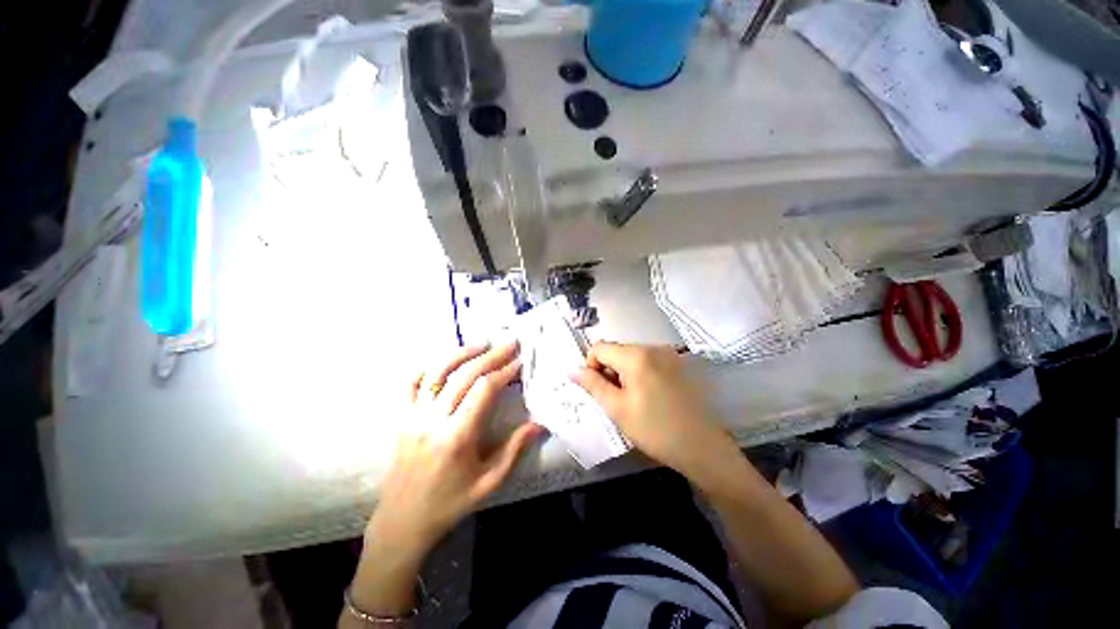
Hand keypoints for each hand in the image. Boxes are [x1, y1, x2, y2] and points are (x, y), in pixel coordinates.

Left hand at [366, 342, 541, 556]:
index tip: (519, 362)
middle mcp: (433, 420)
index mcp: (457, 437)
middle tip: (509, 344)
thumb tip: (539, 424)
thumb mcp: (489, 482)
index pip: (484, 390)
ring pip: (437, 372)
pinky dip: (427, 367)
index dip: (504, 372)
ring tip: (481, 343)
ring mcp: (413, 416)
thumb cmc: (450, 503)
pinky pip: (409, 384)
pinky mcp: (400, 418)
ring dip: (461, 353)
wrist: (403, 521)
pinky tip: (444, 361)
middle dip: (490, 356)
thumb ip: (514, 450)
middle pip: (464, 375)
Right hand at [571, 343, 738, 480]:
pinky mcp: (678, 363)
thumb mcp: (617, 409)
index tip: (599, 390)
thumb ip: (592, 385)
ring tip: (633, 400)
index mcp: (636, 355)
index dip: (591, 366)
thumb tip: (573, 370)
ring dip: (623, 373)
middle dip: (609, 370)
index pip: (599, 347)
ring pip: (631, 356)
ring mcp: (668, 354)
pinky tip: (649, 396)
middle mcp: (653, 347)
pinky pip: (648, 361)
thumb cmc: (655, 430)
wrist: (702, 447)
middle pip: (616, 350)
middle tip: (616, 399)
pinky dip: (639, 373)